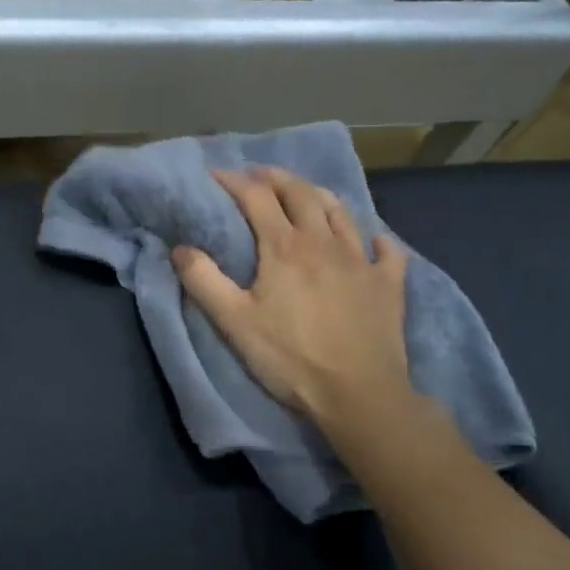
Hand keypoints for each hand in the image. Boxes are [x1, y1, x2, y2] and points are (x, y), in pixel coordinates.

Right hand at [173, 167, 417, 445]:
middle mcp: (324, 242)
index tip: (216, 174)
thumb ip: (203, 280)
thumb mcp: (233, 322)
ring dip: (318, 195)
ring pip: (341, 212)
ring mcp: (362, 261)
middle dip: (276, 177)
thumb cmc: (290, 358)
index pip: (256, 197)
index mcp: (284, 247)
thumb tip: (181, 248)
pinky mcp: (389, 285)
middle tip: (259, 174)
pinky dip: (376, 238)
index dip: (234, 180)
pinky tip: (371, 240)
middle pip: (300, 193)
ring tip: (305, 193)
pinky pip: (387, 250)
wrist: (359, 394)